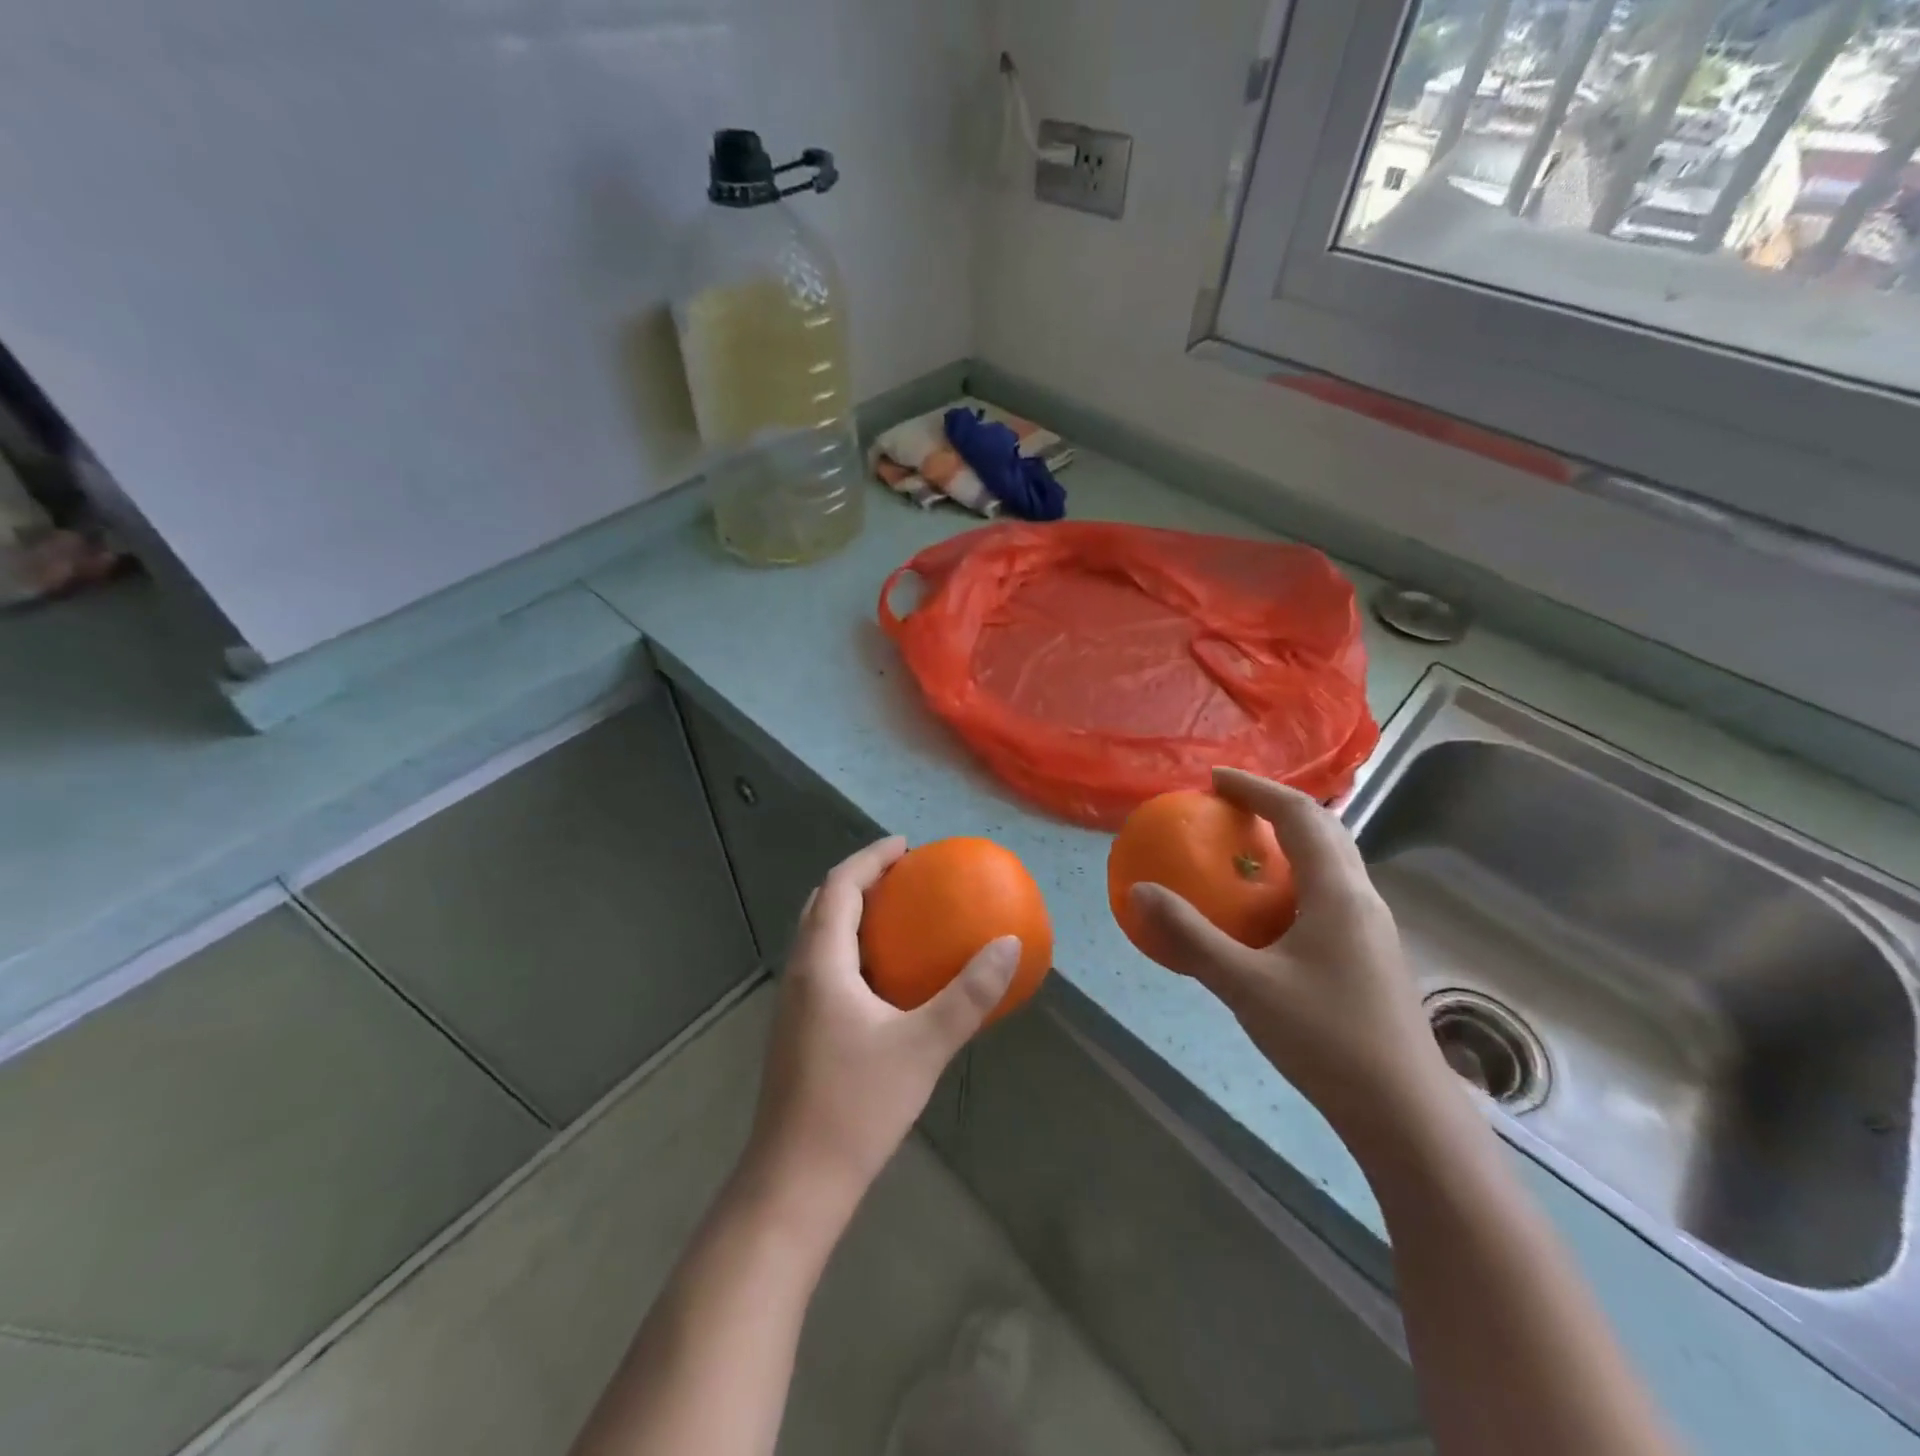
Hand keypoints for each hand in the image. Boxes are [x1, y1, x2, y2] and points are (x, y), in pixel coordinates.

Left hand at [744, 837, 1019, 1218]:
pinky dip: (851, 948)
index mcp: (820, 964)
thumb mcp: (923, 1046)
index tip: (906, 846)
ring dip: (852, 914)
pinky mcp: (797, 1031)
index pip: (838, 887)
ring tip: (897, 914)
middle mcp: (799, 974)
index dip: (870, 858)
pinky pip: (823, 966)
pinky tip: (885, 977)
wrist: (795, 1182)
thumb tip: (1009, 946)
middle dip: (859, 880)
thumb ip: (968, 995)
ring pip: (818, 938)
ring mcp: (793, 1005)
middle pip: (822, 905)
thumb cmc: (856, 1106)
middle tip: (904, 875)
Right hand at [1128, 768, 1457, 1153]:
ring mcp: (1373, 928)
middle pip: (1324, 829)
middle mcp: (1362, 898)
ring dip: (1292, 840)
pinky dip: (1298, 876)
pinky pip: (1332, 892)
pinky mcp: (1372, 955)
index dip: (1256, 789)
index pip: (1298, 815)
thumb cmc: (1326, 1039)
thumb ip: (1190, 936)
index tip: (1214, 779)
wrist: (1405, 1115)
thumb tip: (1139, 891)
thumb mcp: (1246, 985)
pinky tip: (1271, 911)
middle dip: (1276, 806)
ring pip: (1333, 861)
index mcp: (1338, 892)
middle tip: (1230, 806)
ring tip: (1247, 847)